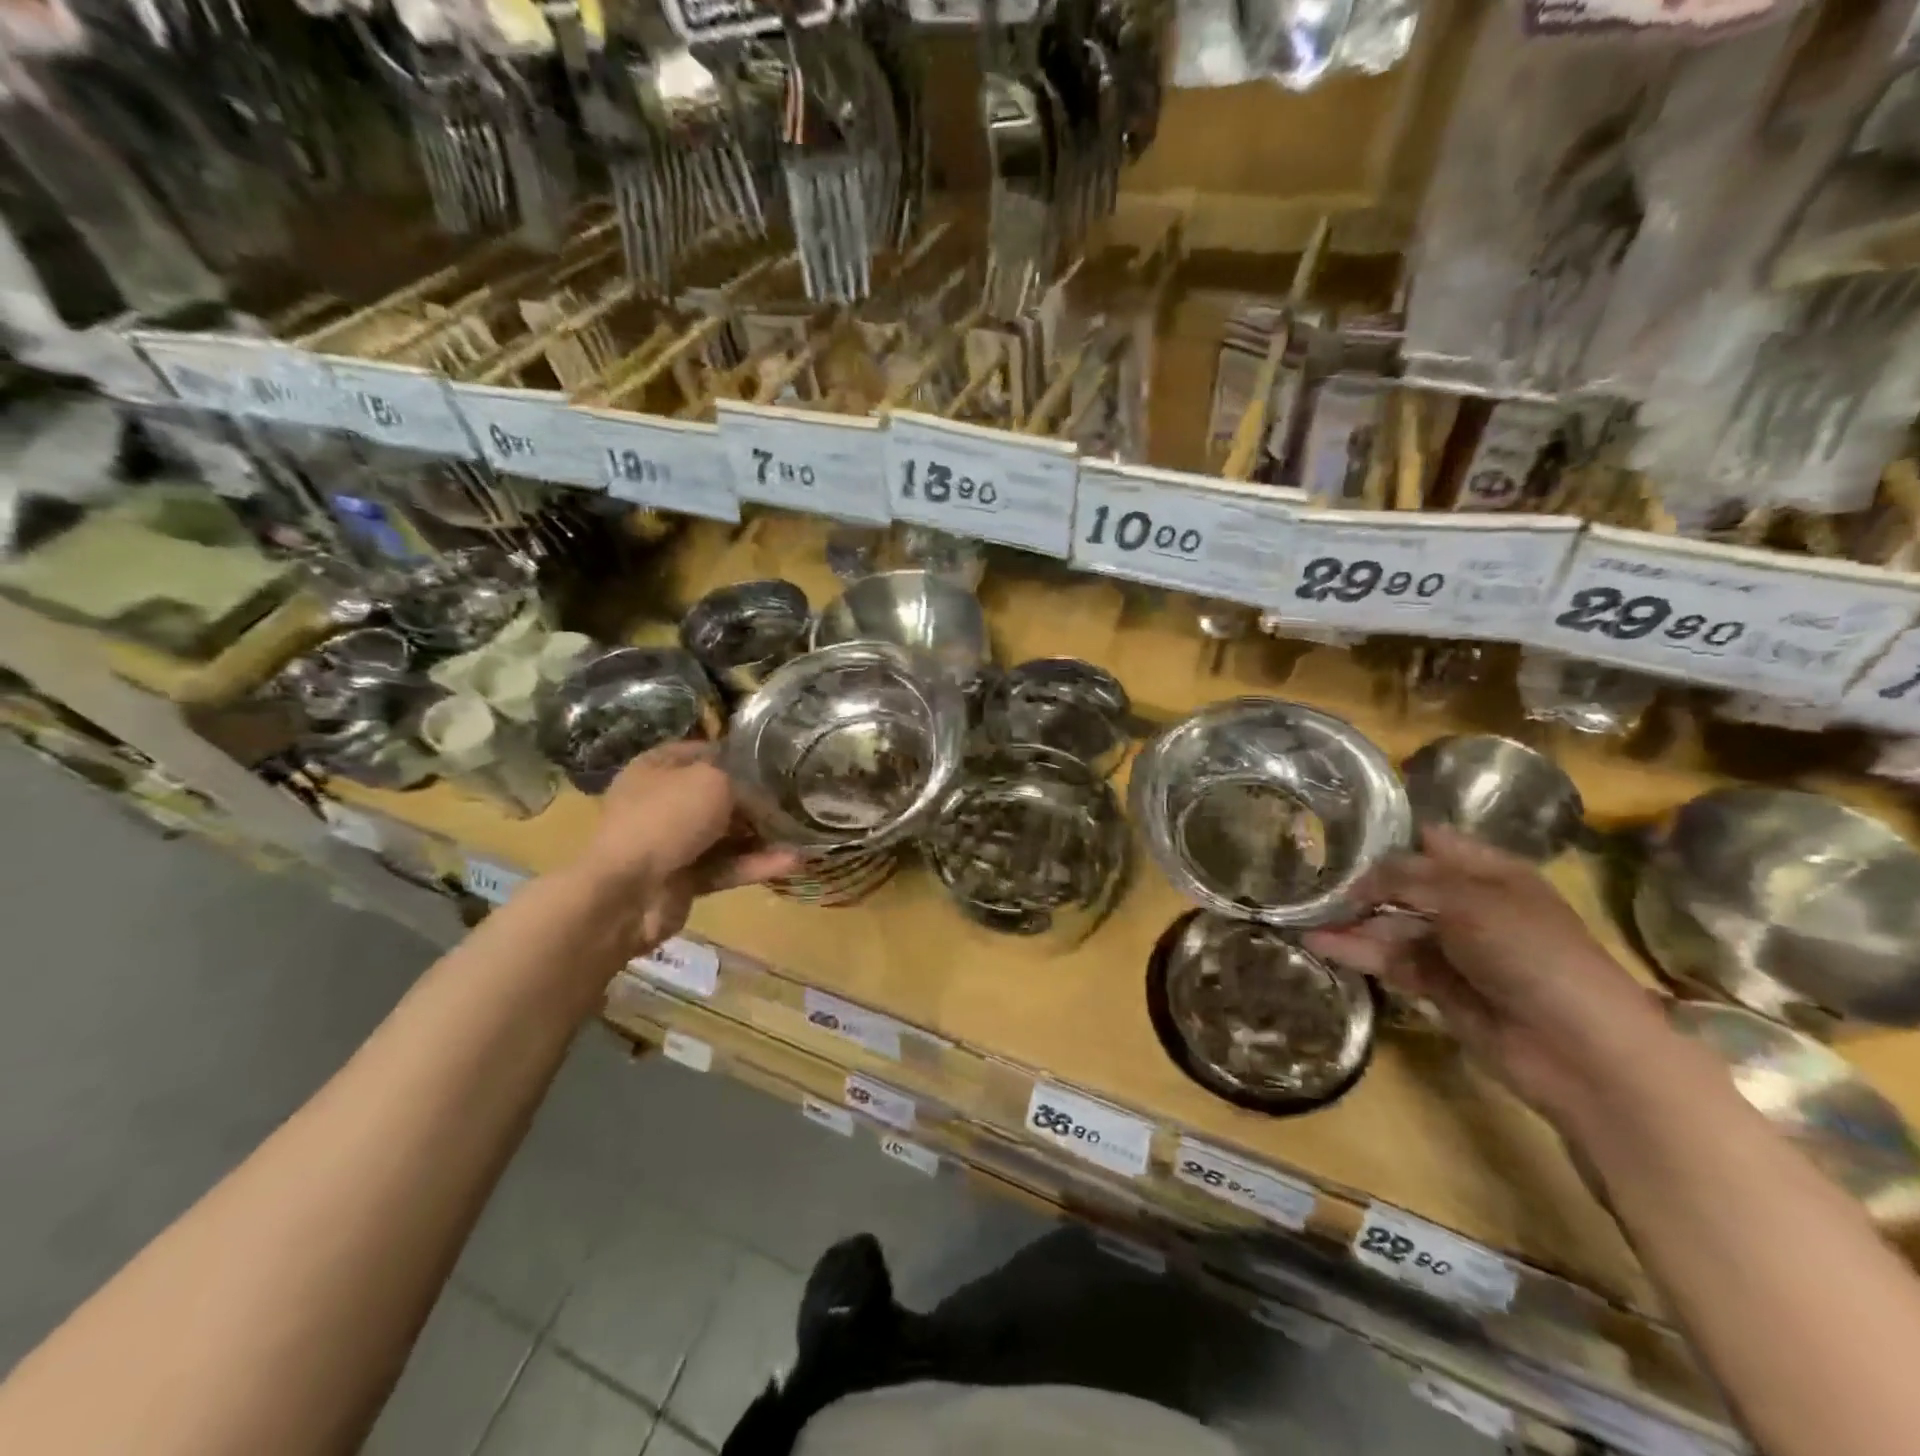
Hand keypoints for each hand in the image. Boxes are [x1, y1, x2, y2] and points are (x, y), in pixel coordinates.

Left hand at [574, 743, 799, 951]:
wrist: (626, 893)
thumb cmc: (666, 819)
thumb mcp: (714, 781)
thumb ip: (745, 782)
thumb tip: (766, 796)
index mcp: (657, 768)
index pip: (705, 752)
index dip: (740, 754)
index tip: (778, 760)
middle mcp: (662, 802)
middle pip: (718, 796)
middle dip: (756, 800)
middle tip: (797, 798)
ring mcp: (671, 843)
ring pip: (726, 835)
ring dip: (762, 836)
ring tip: (803, 832)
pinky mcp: (684, 879)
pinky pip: (726, 867)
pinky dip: (755, 864)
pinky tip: (794, 861)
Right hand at [1304, 826, 1664, 1125]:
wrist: (1579, 1048)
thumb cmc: (1532, 954)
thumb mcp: (1467, 899)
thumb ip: (1404, 879)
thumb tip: (1356, 879)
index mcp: (1489, 873)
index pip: (1430, 842)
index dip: (1388, 837)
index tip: (1336, 834)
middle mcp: (1468, 905)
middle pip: (1402, 885)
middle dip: (1358, 882)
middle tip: (1306, 877)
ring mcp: (1452, 948)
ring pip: (1389, 925)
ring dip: (1349, 921)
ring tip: (1300, 915)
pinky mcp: (1437, 987)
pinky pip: (1388, 961)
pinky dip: (1354, 952)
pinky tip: (1317, 943)